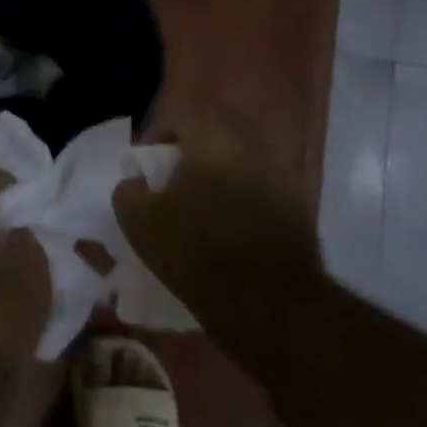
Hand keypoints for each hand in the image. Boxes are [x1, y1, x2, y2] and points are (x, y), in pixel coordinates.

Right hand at [112, 124, 325, 373]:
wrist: (270, 305)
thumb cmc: (197, 252)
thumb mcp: (140, 222)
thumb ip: (128, 191)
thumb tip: (134, 181)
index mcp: (213, 142)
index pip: (179, 122)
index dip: (155, 141)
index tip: (143, 170)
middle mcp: (251, 151)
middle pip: (211, 147)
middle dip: (187, 165)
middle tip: (168, 194)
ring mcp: (280, 181)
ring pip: (236, 174)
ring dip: (215, 188)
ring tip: (197, 219)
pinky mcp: (297, 215)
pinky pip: (257, 201)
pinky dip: (239, 211)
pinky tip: (227, 240)